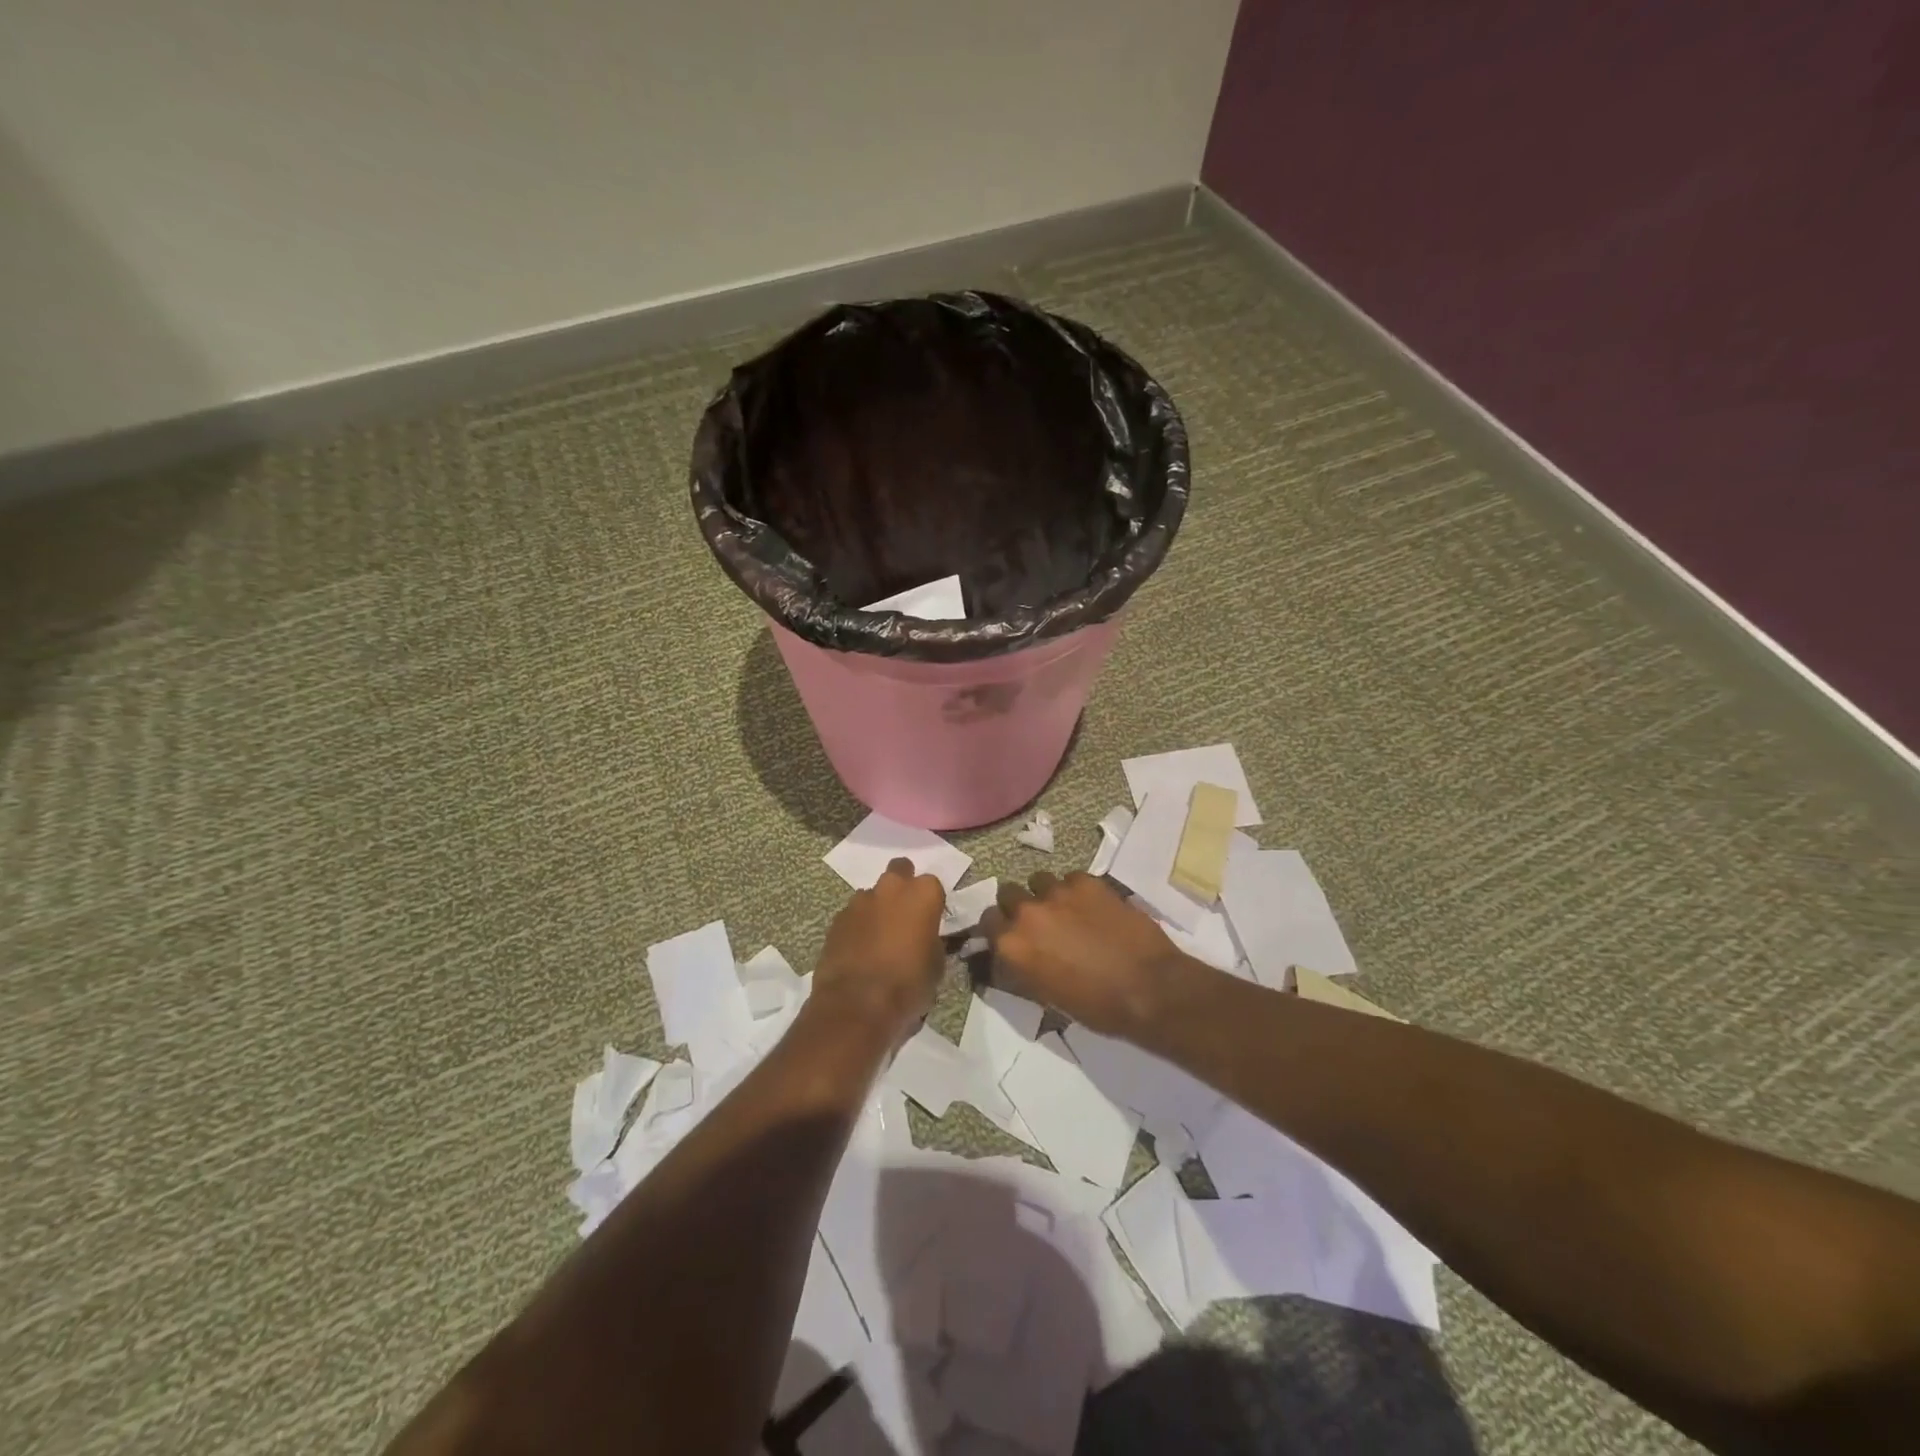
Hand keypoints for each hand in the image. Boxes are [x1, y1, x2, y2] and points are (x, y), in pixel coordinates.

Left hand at [812, 858, 946, 1040]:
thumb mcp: (936, 966)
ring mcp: (859, 901)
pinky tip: (859, 951)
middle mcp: (891, 888)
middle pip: (900, 871)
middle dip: (902, 886)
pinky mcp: (836, 919)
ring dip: (877, 909)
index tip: (931, 921)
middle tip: (905, 916)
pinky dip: (857, 927)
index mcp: (922, 894)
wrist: (856, 1005)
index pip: (933, 885)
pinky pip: (852, 915)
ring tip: (879, 939)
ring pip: (873, 894)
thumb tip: (926, 939)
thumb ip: (932, 941)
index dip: (932, 903)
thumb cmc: (907, 985)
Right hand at [981, 872, 1186, 1036]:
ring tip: (1069, 912)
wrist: (1149, 988)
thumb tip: (1011, 959)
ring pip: (1040, 881)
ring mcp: (1058, 892)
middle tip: (1040, 923)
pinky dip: (1077, 892)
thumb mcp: (1046, 996)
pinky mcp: (1087, 881)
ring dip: (1048, 895)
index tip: (1011, 935)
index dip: (999, 927)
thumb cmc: (1096, 1006)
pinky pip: (1071, 879)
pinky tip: (1095, 909)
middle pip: (1008, 893)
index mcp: (1011, 944)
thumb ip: (1021, 969)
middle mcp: (1027, 912)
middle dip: (1019, 906)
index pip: (987, 921)